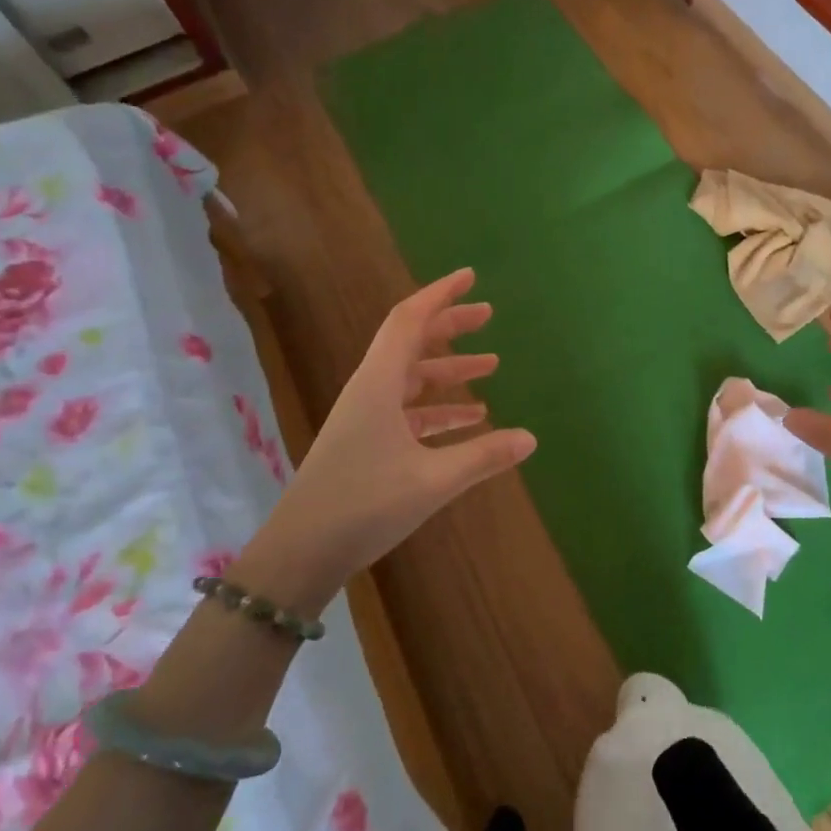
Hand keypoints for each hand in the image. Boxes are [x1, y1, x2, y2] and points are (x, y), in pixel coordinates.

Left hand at [237, 268, 535, 612]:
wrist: (299, 554)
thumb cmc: (362, 505)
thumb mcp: (432, 480)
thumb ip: (483, 457)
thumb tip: (531, 438)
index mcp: (378, 384)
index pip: (410, 320)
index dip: (440, 294)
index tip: (470, 276)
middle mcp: (370, 391)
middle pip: (412, 343)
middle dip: (450, 326)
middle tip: (488, 315)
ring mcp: (365, 418)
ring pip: (412, 378)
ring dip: (449, 370)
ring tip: (491, 367)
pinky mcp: (364, 443)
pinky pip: (408, 411)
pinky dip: (439, 408)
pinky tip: (470, 421)